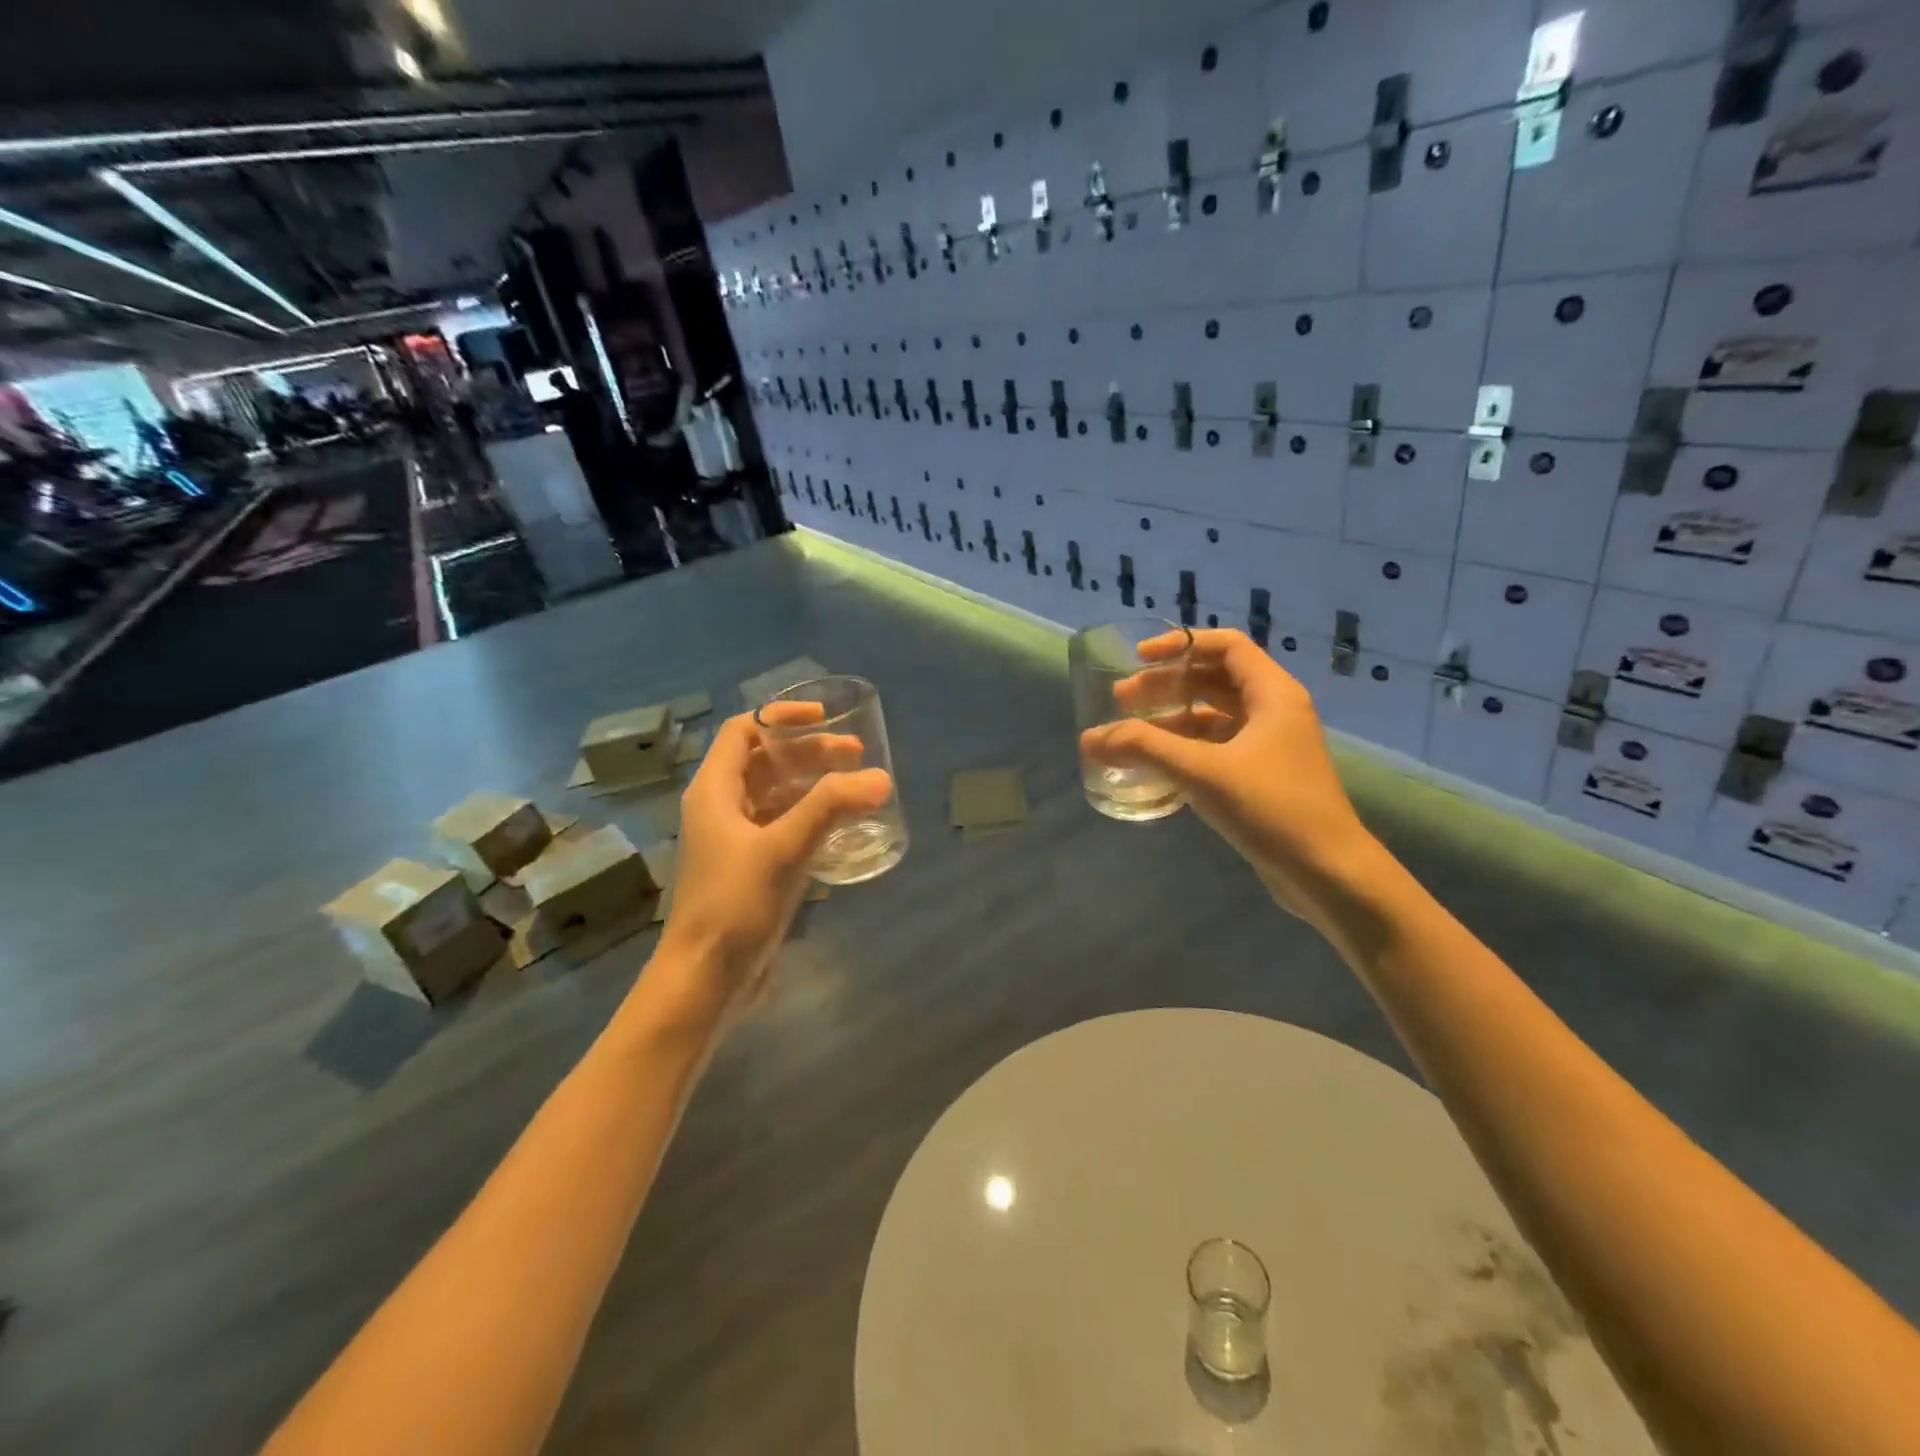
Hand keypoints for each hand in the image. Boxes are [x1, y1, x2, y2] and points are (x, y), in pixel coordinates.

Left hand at [655, 708, 891, 1024]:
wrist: (706, 978)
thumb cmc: (734, 904)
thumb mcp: (783, 848)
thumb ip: (831, 808)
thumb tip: (880, 778)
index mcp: (715, 792)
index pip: (743, 731)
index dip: (781, 717)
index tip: (824, 718)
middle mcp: (723, 809)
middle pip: (766, 762)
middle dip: (809, 752)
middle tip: (856, 755)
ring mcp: (738, 841)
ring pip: (777, 796)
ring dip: (814, 785)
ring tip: (857, 786)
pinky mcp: (753, 869)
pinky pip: (785, 828)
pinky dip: (813, 818)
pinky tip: (843, 826)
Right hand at [1079, 629, 1381, 926]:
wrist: (1327, 872)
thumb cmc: (1272, 808)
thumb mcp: (1203, 771)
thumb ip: (1144, 748)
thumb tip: (1090, 738)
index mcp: (1272, 693)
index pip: (1225, 646)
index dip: (1180, 644)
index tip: (1139, 658)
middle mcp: (1274, 711)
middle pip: (1214, 679)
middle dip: (1166, 684)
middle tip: (1121, 698)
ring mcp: (1269, 745)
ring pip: (1213, 716)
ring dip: (1172, 718)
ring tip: (1129, 731)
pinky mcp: (1262, 776)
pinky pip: (1217, 747)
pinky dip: (1185, 747)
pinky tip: (1155, 763)